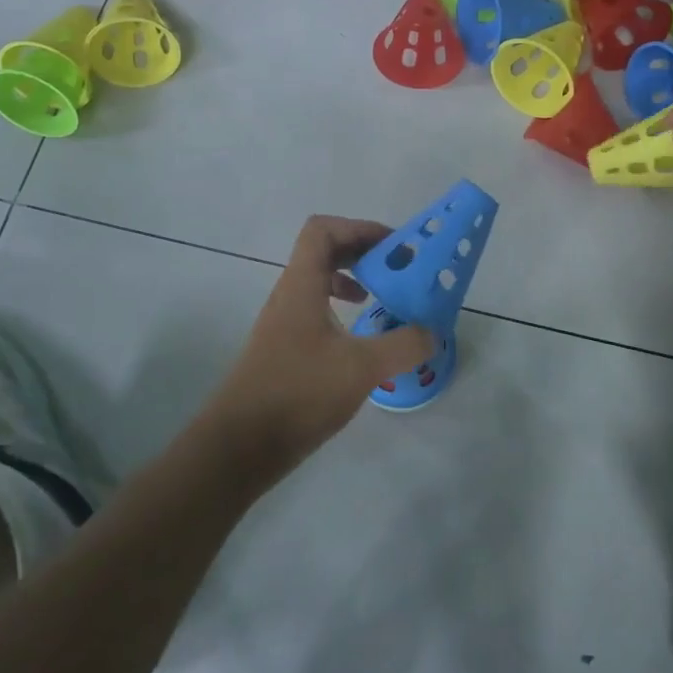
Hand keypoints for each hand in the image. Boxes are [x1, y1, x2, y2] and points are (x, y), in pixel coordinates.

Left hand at [199, 216, 435, 479]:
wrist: (240, 444)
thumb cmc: (298, 393)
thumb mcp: (361, 368)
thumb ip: (403, 346)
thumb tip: (432, 332)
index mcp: (302, 285)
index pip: (322, 230)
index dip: (359, 228)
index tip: (393, 248)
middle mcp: (290, 295)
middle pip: (324, 251)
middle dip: (363, 252)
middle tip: (397, 269)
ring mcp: (284, 322)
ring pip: (319, 282)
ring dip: (353, 280)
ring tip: (383, 298)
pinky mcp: (285, 349)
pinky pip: (316, 310)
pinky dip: (342, 311)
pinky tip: (361, 339)